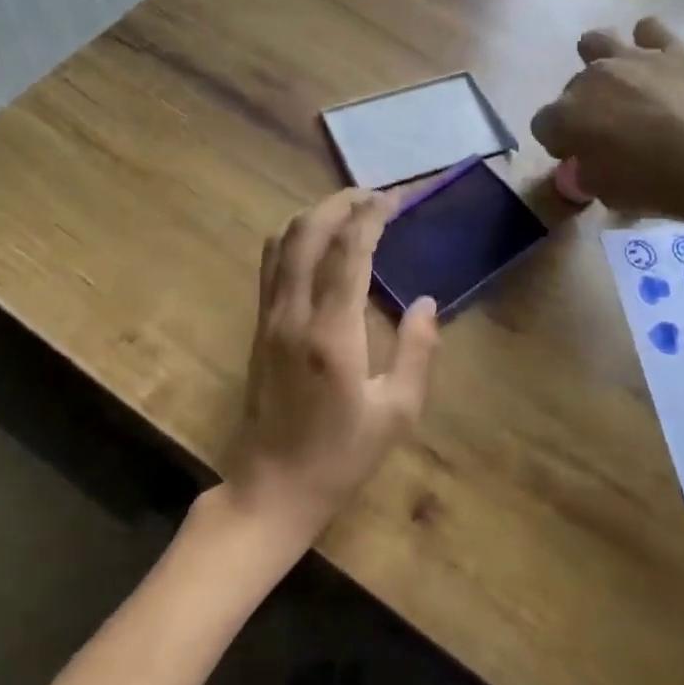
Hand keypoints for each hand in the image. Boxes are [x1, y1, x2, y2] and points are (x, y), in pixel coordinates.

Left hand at [224, 188, 439, 549]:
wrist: (272, 488)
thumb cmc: (341, 457)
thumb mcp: (397, 412)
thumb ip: (417, 351)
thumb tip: (424, 302)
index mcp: (331, 333)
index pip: (348, 251)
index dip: (371, 216)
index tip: (393, 198)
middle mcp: (293, 314)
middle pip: (307, 232)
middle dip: (340, 203)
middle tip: (374, 196)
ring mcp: (268, 318)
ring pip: (281, 242)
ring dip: (314, 216)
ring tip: (348, 212)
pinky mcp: (258, 327)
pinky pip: (272, 265)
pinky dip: (295, 239)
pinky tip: (319, 245)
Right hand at [531, 17, 683, 292]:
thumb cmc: (652, 186)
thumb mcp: (603, 193)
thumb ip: (584, 172)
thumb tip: (585, 162)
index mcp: (566, 116)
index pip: (543, 125)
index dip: (559, 143)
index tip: (578, 158)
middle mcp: (591, 79)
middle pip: (571, 88)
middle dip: (582, 108)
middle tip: (609, 132)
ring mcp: (632, 58)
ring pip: (597, 42)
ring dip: (601, 61)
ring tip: (619, 84)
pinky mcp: (671, 49)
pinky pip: (648, 29)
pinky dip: (648, 44)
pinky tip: (657, 64)